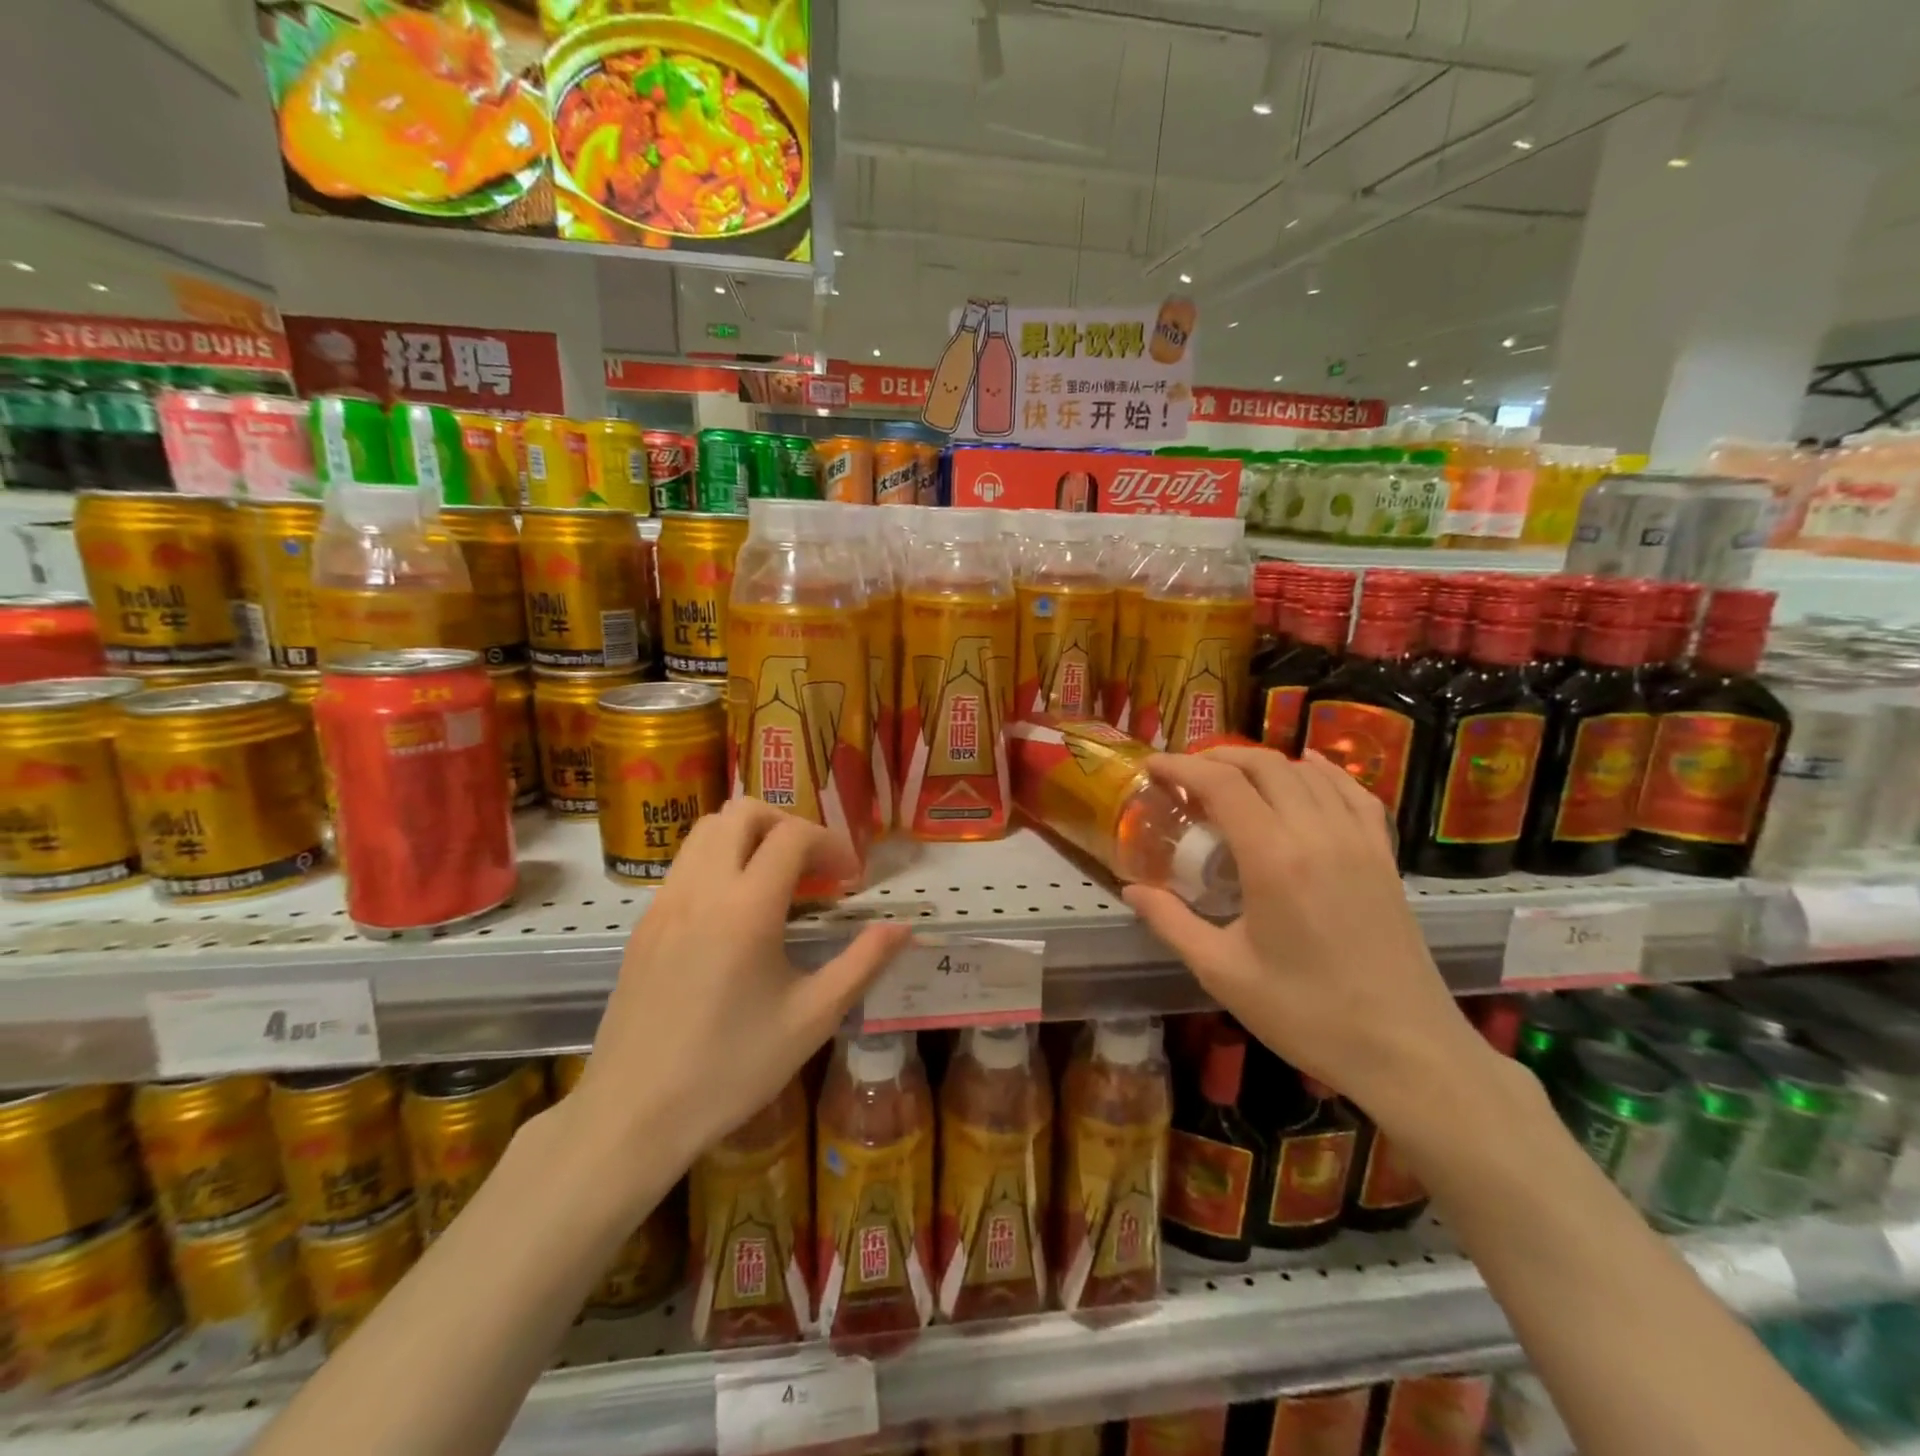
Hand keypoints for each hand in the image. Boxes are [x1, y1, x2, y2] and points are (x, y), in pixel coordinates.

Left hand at [567, 800, 910, 1196]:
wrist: (632, 1115)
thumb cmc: (730, 1069)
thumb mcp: (811, 1019)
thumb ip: (862, 963)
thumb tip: (902, 928)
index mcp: (746, 908)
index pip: (793, 835)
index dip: (832, 844)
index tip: (851, 879)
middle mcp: (701, 889)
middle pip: (744, 812)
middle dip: (788, 825)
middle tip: (814, 868)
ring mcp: (665, 902)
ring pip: (707, 829)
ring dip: (750, 837)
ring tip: (777, 882)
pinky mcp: (644, 922)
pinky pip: (685, 862)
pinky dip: (719, 860)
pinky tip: (735, 912)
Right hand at [1123, 747, 1488, 1119]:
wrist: (1407, 1051)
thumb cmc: (1307, 1014)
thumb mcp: (1223, 972)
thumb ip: (1171, 922)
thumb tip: (1131, 889)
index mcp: (1273, 859)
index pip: (1222, 785)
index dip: (1182, 766)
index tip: (1152, 766)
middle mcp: (1317, 834)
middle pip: (1264, 765)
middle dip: (1217, 757)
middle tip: (1184, 774)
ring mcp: (1359, 841)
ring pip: (1307, 772)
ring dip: (1262, 763)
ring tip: (1230, 777)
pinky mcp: (1384, 856)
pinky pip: (1354, 792)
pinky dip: (1323, 771)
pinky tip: (1307, 769)